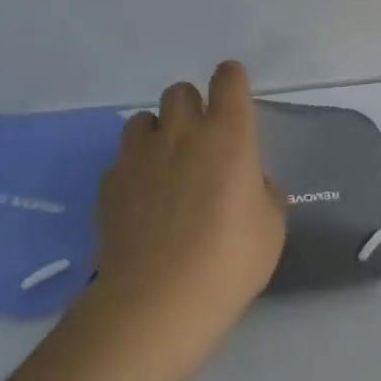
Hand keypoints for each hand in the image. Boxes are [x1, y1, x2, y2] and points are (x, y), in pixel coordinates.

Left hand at [82, 61, 284, 380]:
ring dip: (158, 133)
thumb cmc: (230, 261)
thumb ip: (263, 192)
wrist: (157, 300)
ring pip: (143, 120)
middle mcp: (181, 133)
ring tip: (166, 167)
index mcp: (228, 135)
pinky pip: (122, 160)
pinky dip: (134, 170)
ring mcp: (139, 156)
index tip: (234, 94)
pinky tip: (142, 202)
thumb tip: (248, 181)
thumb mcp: (271, 227)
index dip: (232, 81)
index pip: (228, 80)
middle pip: (180, 91)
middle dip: (192, 107)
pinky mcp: (109, 184)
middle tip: (202, 141)